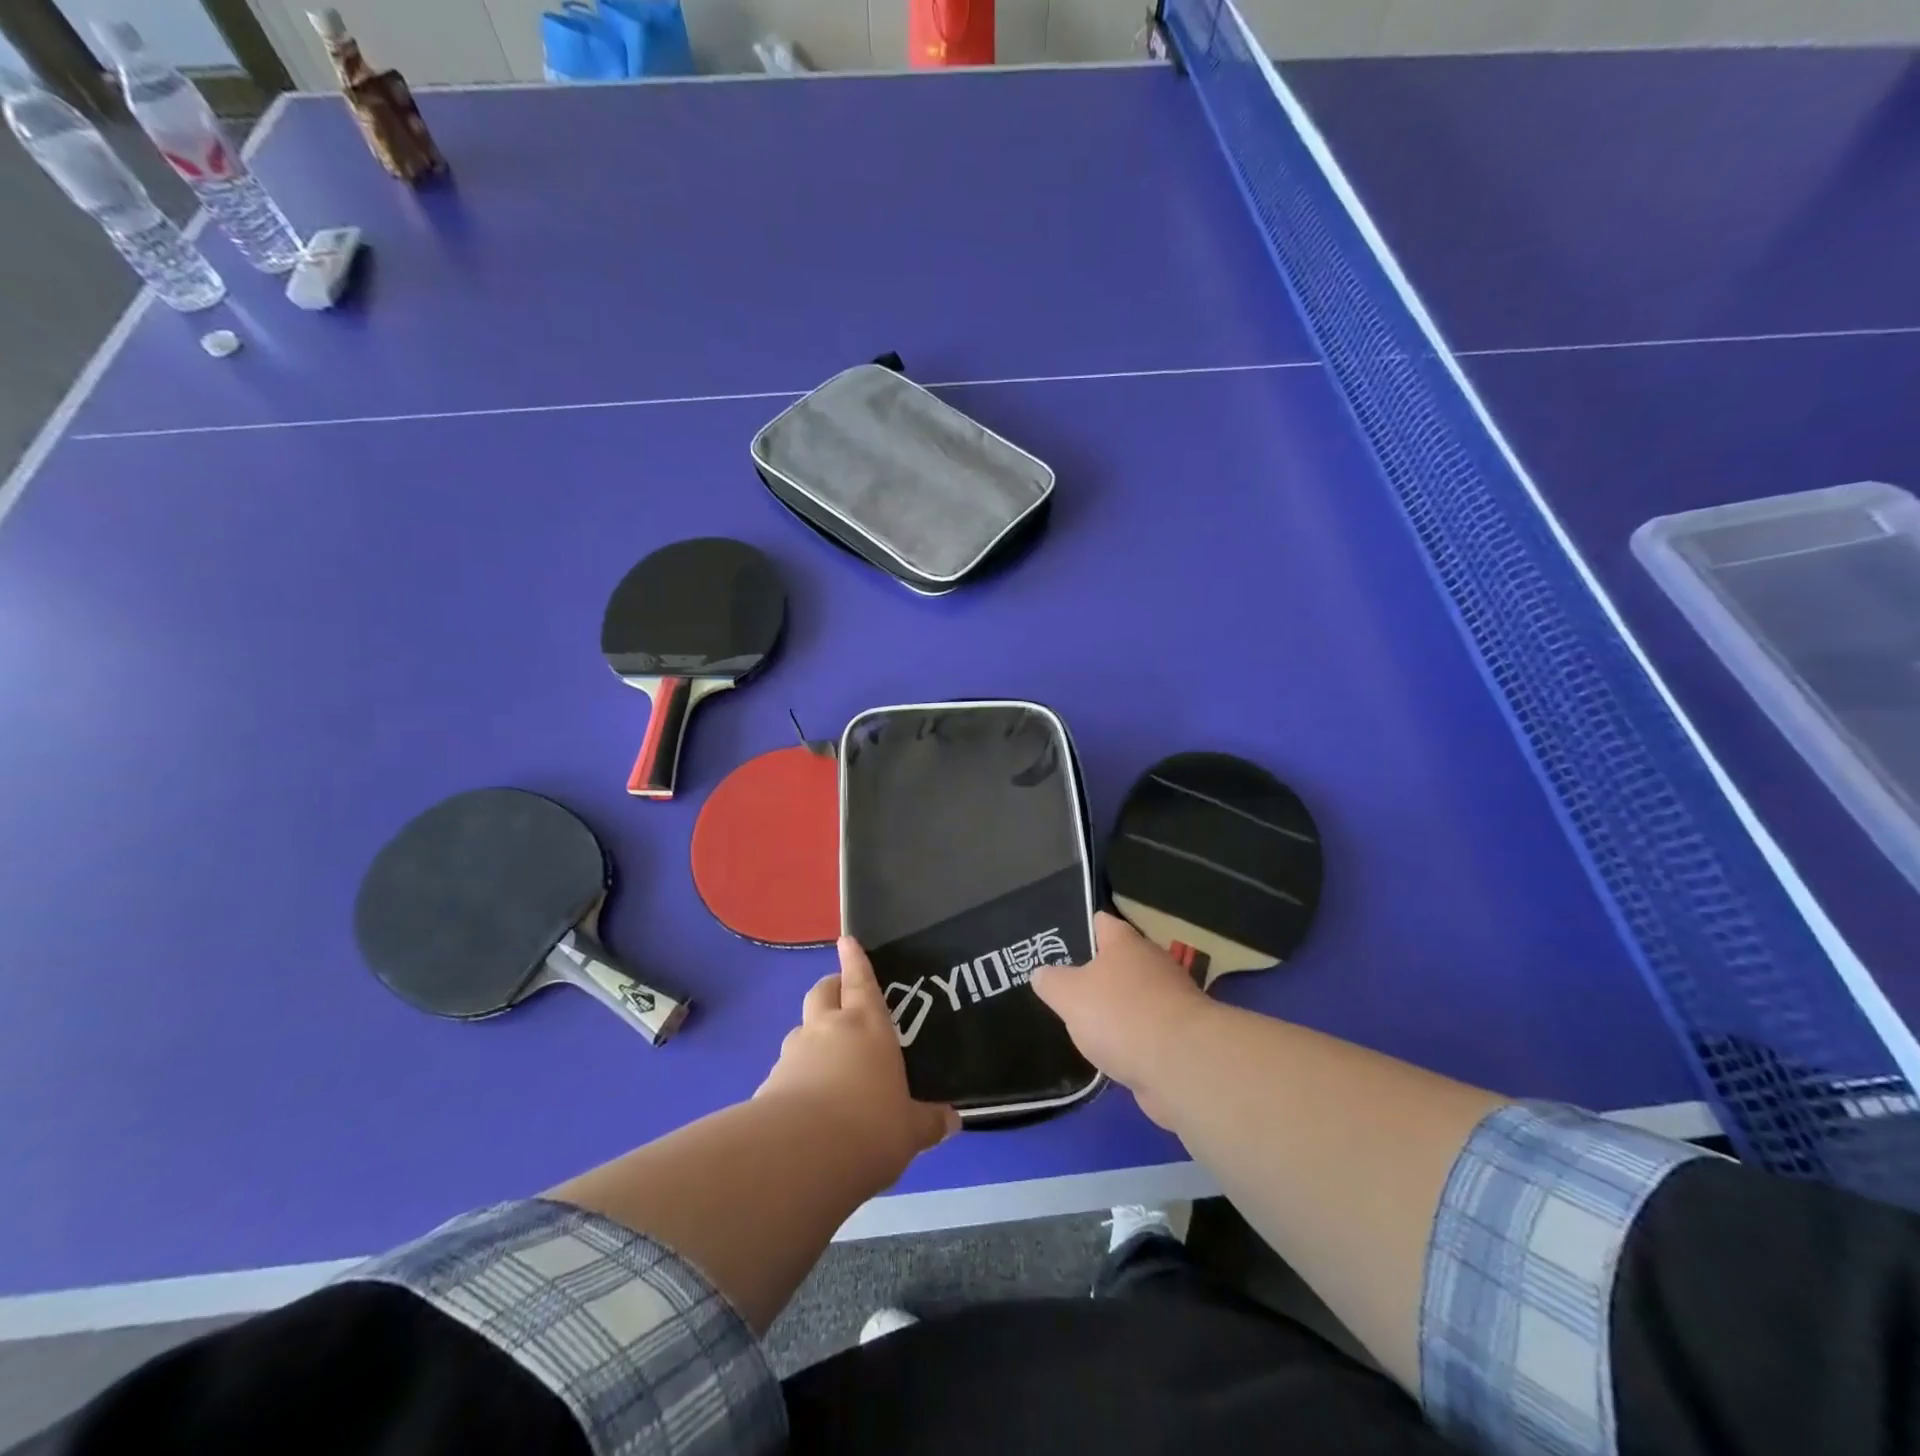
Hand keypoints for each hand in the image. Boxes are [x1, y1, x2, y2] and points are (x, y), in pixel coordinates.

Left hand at [758, 937, 958, 1175]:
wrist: (800, 1155)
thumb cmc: (870, 1127)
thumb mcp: (910, 1131)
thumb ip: (928, 1122)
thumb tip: (953, 1121)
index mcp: (867, 1026)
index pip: (861, 982)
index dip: (855, 960)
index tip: (846, 940)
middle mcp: (828, 1029)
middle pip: (823, 992)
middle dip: (831, 989)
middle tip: (841, 998)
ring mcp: (795, 1053)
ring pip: (801, 1029)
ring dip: (812, 1035)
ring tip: (826, 1061)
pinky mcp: (770, 1083)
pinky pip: (786, 1068)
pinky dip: (796, 1075)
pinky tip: (806, 1105)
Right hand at [1032, 911, 1213, 1127]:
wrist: (1181, 1064)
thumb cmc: (1120, 1014)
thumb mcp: (1069, 995)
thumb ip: (1051, 982)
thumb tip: (1040, 972)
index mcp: (1125, 942)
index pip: (1101, 922)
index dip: (1081, 927)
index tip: (1060, 940)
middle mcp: (1151, 962)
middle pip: (1120, 960)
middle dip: (1097, 973)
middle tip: (1066, 986)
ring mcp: (1171, 999)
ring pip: (1134, 996)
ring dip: (1116, 1009)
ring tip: (1085, 1024)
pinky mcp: (1181, 1035)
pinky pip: (1147, 1029)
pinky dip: (1132, 1038)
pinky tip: (1111, 1053)